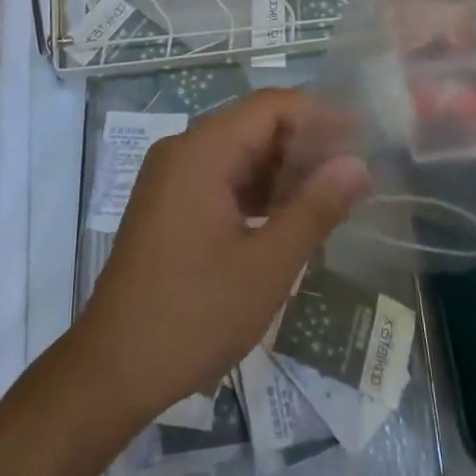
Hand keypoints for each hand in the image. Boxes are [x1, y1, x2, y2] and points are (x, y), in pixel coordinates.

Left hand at [73, 89, 370, 423]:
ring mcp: (171, 178)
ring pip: (238, 153)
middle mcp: (183, 151)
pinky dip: (257, 191)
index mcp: (202, 152)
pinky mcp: (169, 205)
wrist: (113, 368)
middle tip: (354, 172)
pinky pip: (221, 179)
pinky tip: (290, 217)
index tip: (363, 136)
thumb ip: (315, 209)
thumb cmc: (193, 314)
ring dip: (283, 170)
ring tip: (332, 196)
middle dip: (305, 144)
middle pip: (254, 126)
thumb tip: (356, 164)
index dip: (319, 115)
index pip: (270, 107)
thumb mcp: (267, 265)